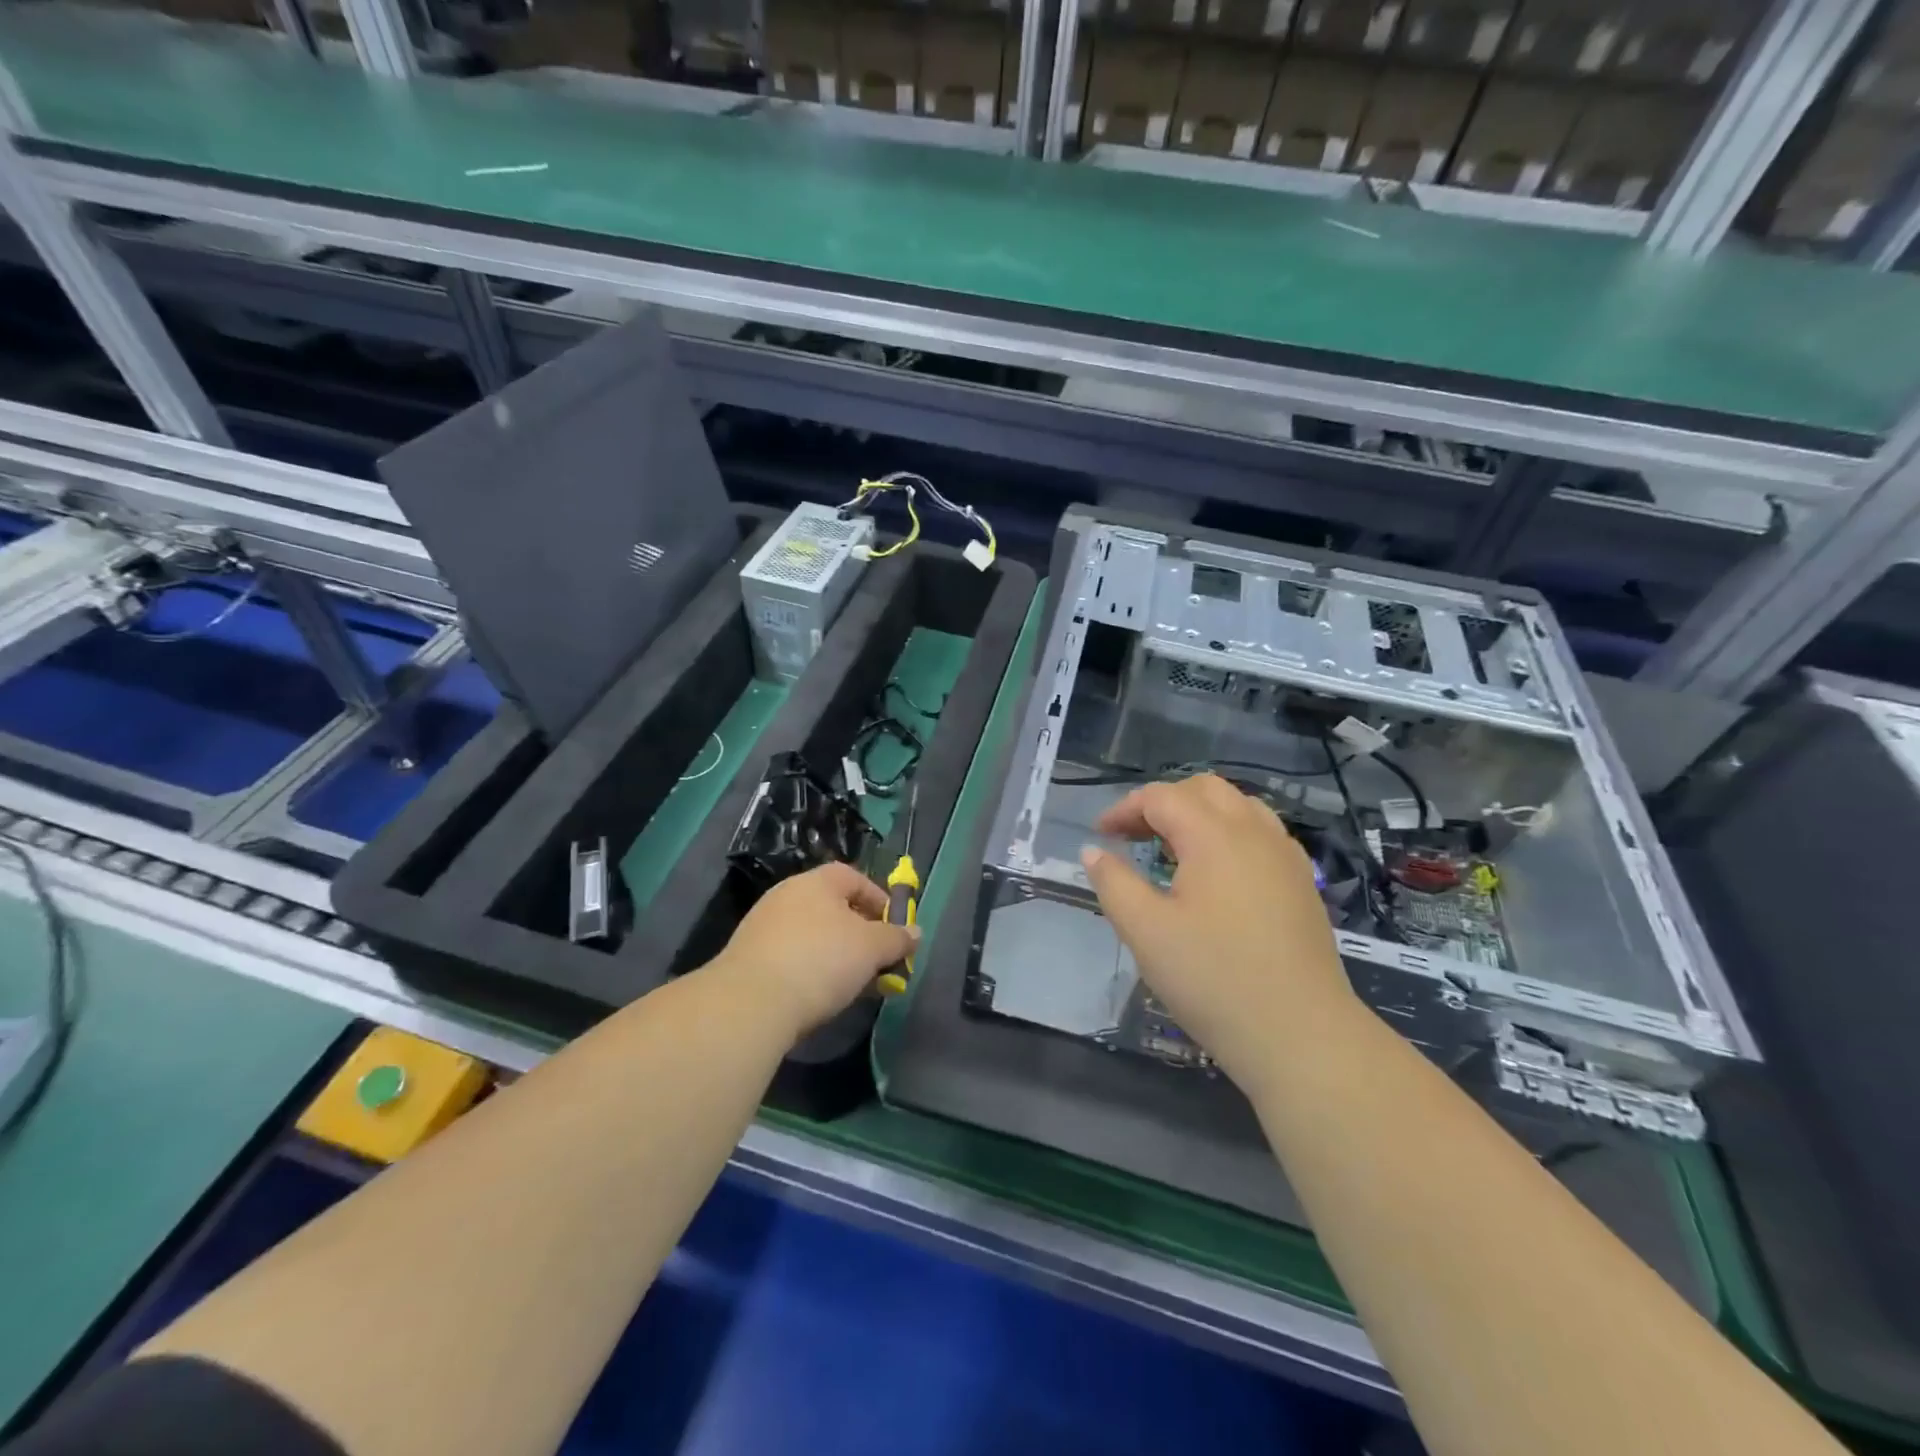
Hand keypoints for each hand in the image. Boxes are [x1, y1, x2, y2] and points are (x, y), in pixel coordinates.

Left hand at [709, 862, 918, 1038]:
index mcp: (816, 882)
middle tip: (877, 960)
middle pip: (832, 907)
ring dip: (836, 954)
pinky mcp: (747, 958)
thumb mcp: (871, 948)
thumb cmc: (821, 961)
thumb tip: (916, 932)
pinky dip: (810, 969)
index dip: (878, 900)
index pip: (853, 877)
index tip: (894, 929)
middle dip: (860, 933)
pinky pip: (791, 956)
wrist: (750, 1003)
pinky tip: (819, 995)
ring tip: (852, 984)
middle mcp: (786, 895)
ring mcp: (762, 926)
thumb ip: (897, 938)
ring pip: (812, 934)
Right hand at [1080, 774, 1359, 1090]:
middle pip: (1204, 790)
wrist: (1301, 1035)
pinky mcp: (1303, 883)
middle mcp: (1255, 832)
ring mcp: (1286, 856)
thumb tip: (1093, 850)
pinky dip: (1231, 834)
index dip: (1124, 809)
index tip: (1101, 836)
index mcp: (1214, 836)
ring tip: (1174, 850)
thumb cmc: (1213, 979)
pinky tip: (1219, 873)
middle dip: (1163, 803)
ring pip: (1239, 807)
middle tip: (1134, 837)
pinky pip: (1263, 834)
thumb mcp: (1146, 932)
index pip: (1161, 797)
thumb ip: (1114, 883)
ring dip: (1200, 815)